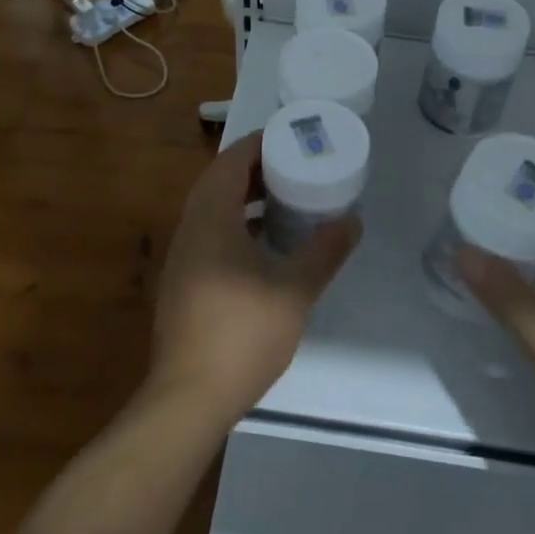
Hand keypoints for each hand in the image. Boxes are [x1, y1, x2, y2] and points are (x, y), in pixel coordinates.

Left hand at [149, 134, 359, 429]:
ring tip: (285, 198)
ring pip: (212, 210)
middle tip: (295, 165)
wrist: (190, 396)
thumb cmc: (242, 333)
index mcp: (211, 218)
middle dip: (255, 169)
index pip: (231, 161)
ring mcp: (182, 258)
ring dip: (244, 198)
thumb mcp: (295, 289)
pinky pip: (210, 235)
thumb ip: (325, 251)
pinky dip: (236, 225)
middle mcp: (189, 229)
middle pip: (219, 182)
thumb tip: (352, 221)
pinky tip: (264, 245)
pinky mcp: (183, 282)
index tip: (291, 137)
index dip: (260, 144)